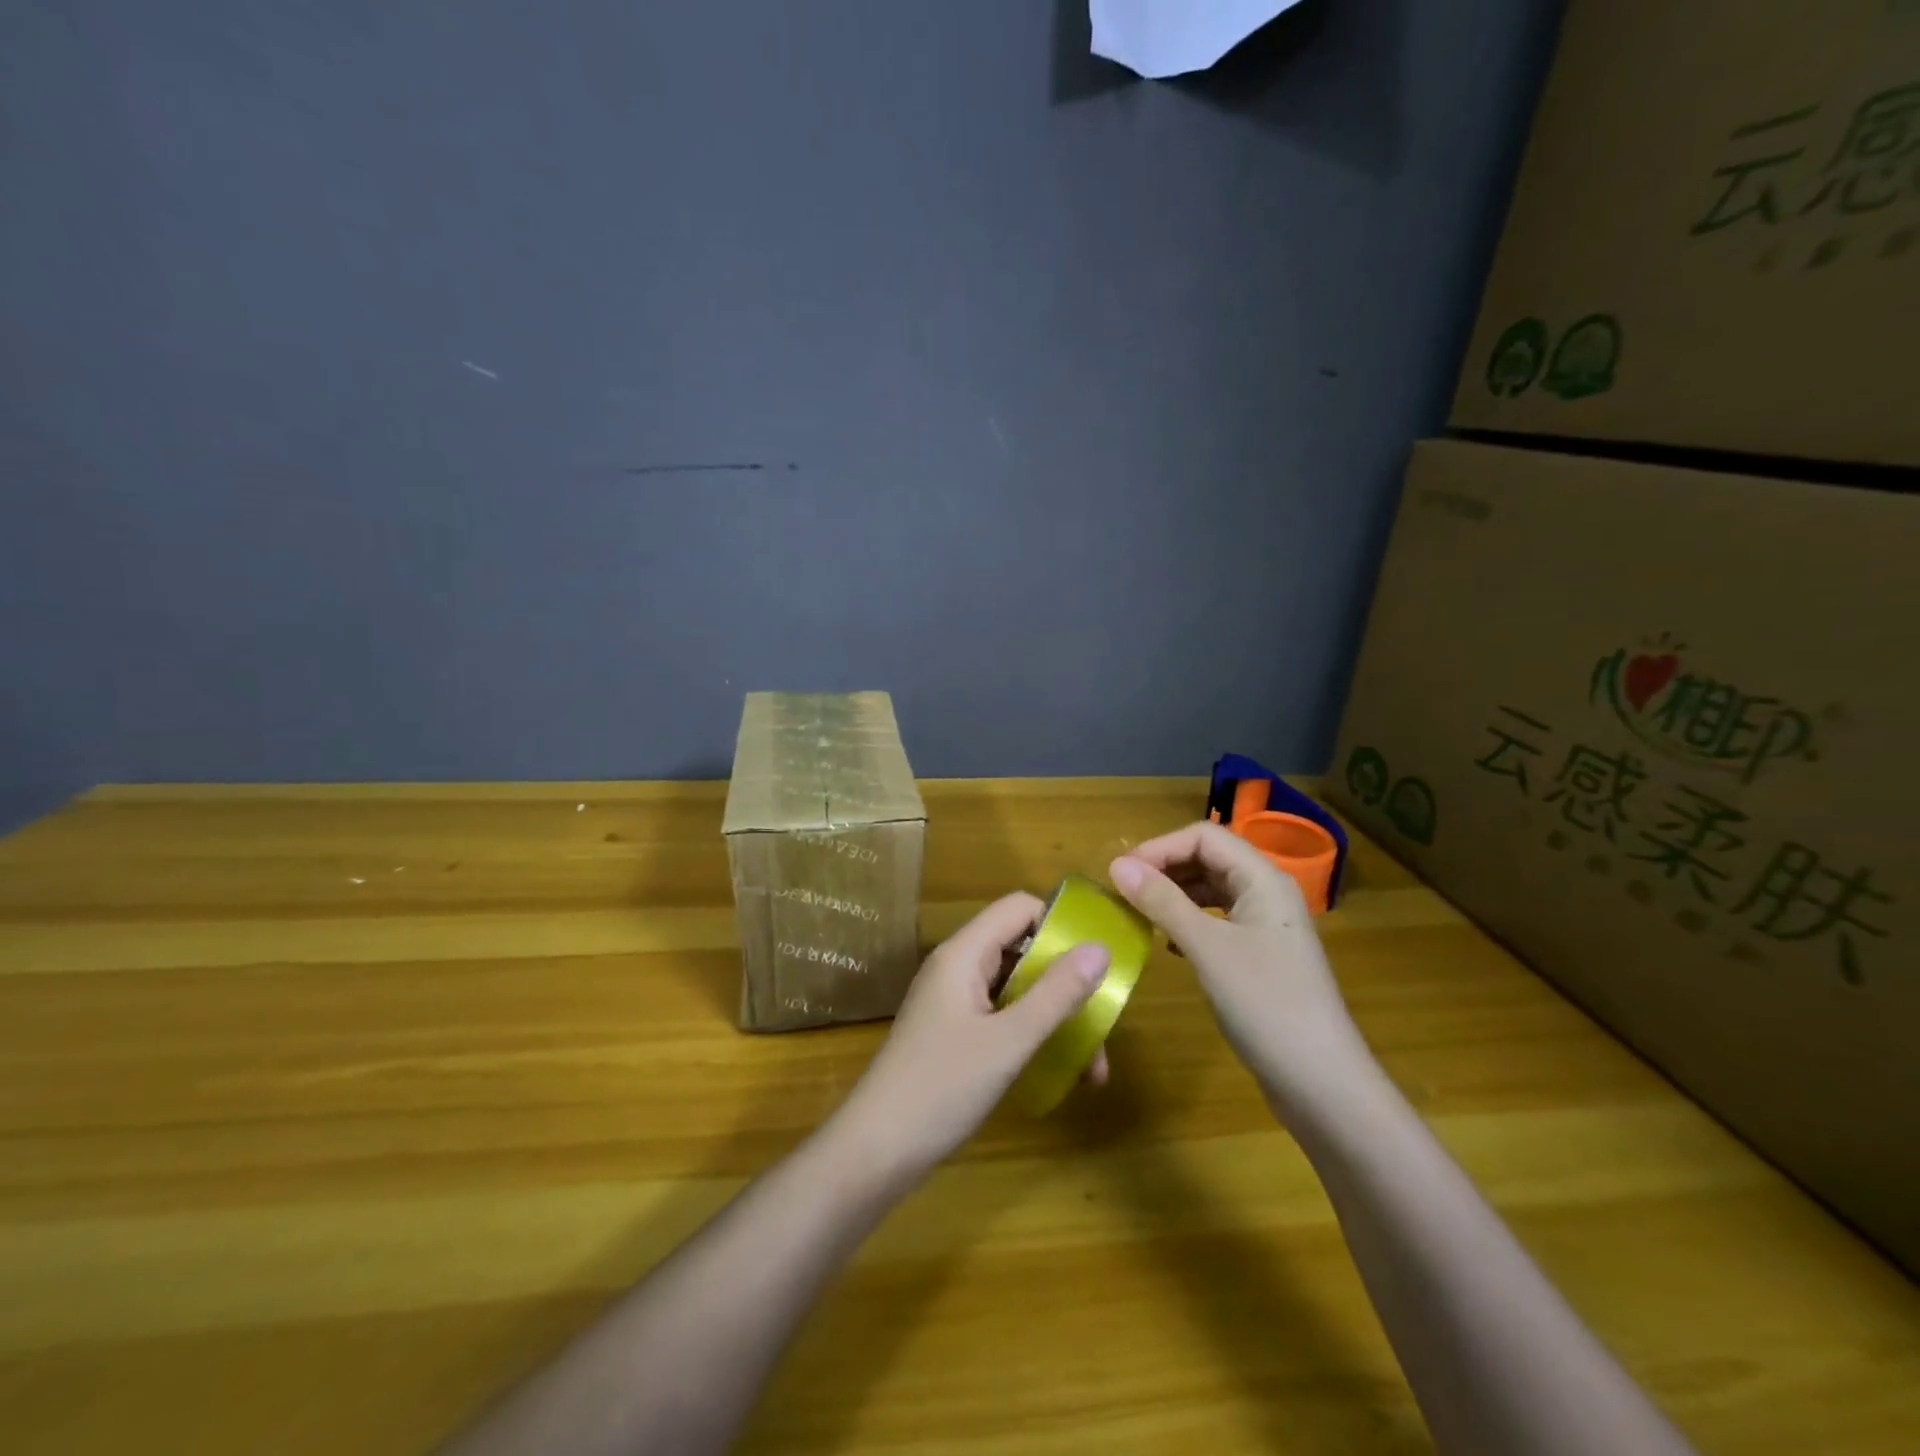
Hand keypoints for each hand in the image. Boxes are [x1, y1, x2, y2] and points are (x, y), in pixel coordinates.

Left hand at [837, 893, 1110, 1177]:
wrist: (876, 1150)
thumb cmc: (942, 1088)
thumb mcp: (1009, 1041)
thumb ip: (1056, 994)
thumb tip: (1101, 948)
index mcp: (964, 954)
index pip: (1019, 908)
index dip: (1059, 925)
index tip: (1097, 962)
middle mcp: (957, 967)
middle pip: (1021, 948)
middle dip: (1065, 982)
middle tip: (1102, 1023)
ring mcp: (953, 1000)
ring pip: (1016, 987)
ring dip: (1054, 1016)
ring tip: (1092, 1069)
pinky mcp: (953, 1031)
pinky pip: (1002, 1014)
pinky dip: (1031, 1033)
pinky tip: (1057, 1071)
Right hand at [1109, 822, 1375, 1111]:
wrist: (1322, 1084)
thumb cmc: (1266, 1004)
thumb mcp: (1207, 948)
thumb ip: (1162, 901)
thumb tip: (1116, 864)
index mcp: (1263, 879)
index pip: (1204, 837)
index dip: (1161, 847)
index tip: (1122, 873)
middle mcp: (1267, 894)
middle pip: (1209, 858)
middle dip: (1165, 868)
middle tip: (1125, 892)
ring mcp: (1266, 927)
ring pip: (1212, 890)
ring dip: (1174, 895)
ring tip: (1140, 914)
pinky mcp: (1261, 957)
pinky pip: (1217, 921)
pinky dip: (1188, 922)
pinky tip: (1169, 944)